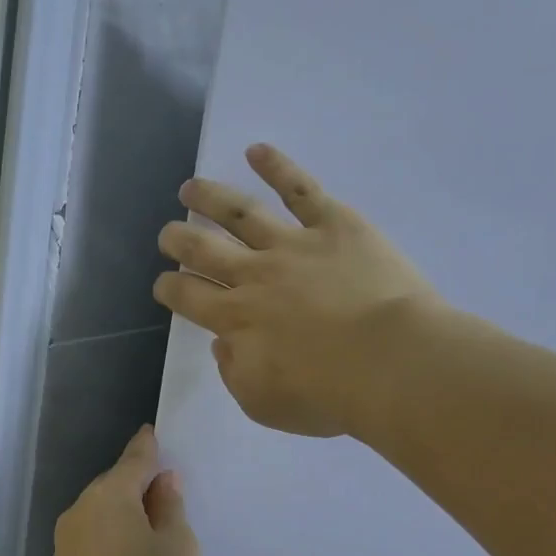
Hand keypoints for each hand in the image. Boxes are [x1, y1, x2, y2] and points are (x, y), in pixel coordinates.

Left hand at [47, 427, 200, 555]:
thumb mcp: (178, 550)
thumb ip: (171, 508)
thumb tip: (160, 484)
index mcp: (108, 496)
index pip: (134, 459)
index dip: (149, 448)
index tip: (155, 435)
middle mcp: (79, 512)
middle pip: (115, 487)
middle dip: (140, 487)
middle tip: (172, 499)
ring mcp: (65, 544)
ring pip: (103, 516)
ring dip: (127, 518)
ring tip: (157, 537)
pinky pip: (95, 542)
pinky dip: (115, 542)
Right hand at [154, 144, 439, 437]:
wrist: (391, 363)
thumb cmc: (328, 393)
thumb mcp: (263, 404)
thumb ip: (233, 372)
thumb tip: (222, 343)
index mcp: (235, 319)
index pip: (187, 295)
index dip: (169, 287)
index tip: (164, 284)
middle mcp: (254, 275)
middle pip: (203, 249)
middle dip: (178, 239)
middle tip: (168, 234)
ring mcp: (293, 245)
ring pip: (240, 213)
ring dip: (210, 198)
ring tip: (191, 188)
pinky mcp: (334, 225)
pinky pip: (300, 189)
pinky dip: (276, 167)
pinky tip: (256, 151)